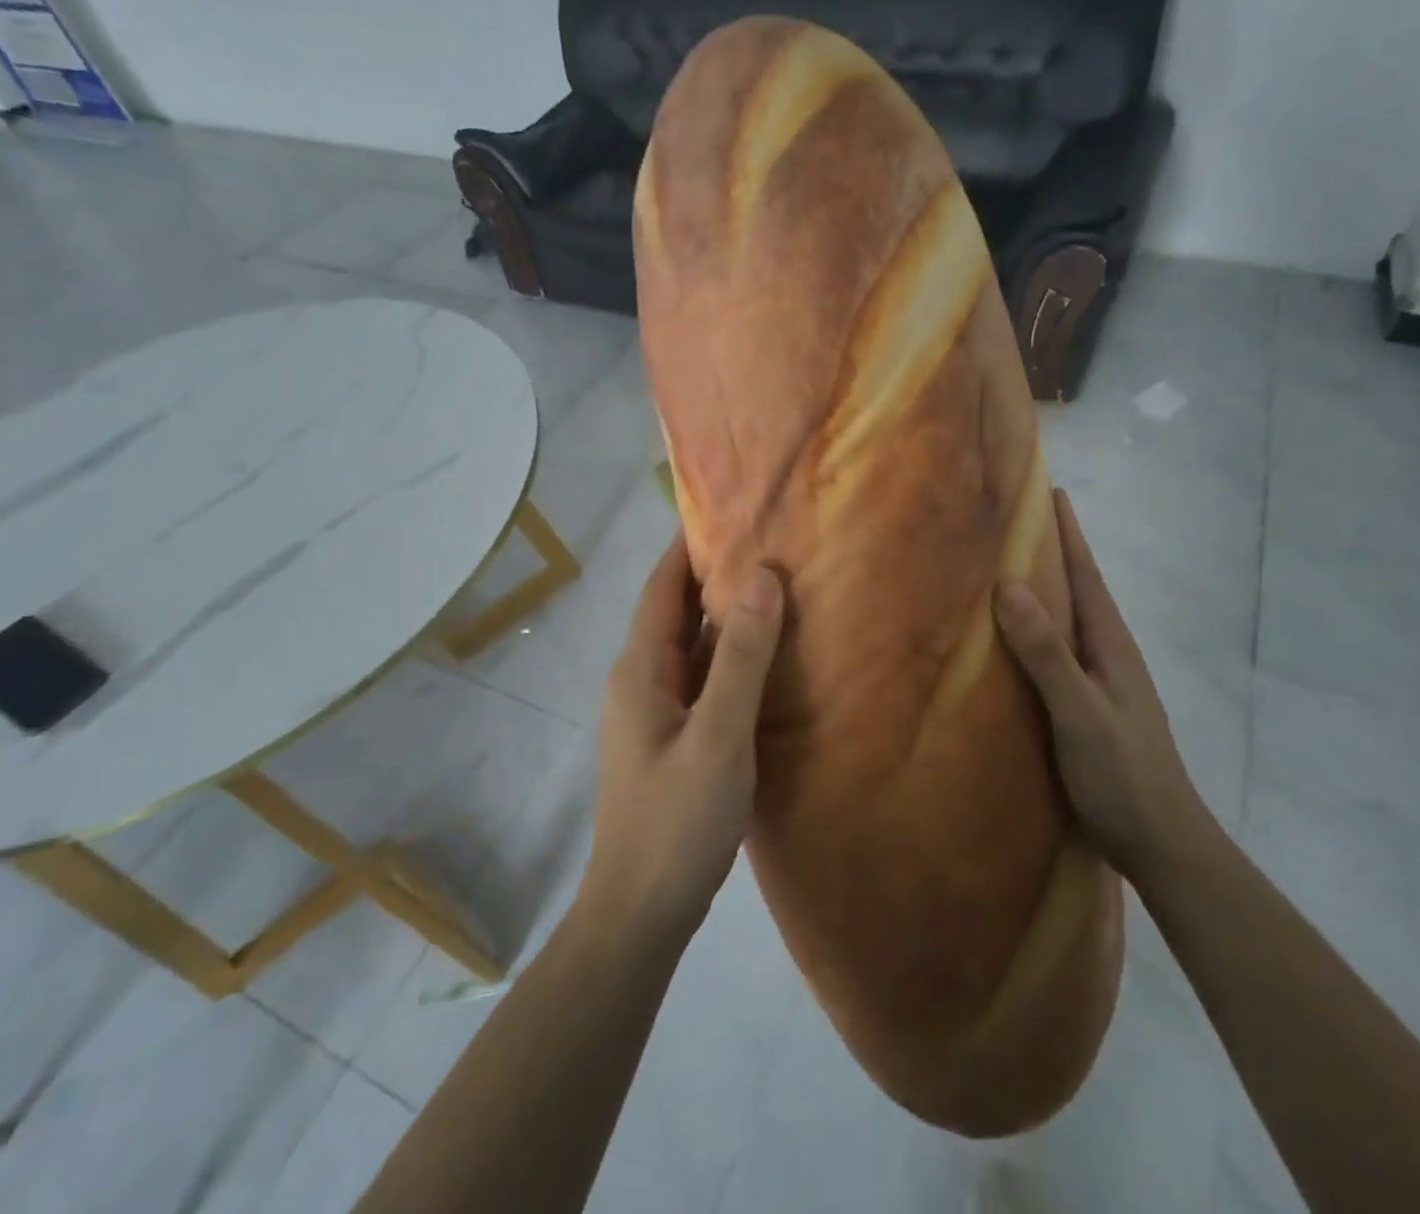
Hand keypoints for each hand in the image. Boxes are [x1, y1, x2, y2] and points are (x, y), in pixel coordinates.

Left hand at [581, 531, 783, 944]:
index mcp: (641, 669)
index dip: (691, 543)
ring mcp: (657, 711)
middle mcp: (642, 680)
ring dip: (728, 615)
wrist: (640, 913)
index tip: (733, 507)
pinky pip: (704, 678)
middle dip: (717, 573)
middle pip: (677, 610)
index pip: (662, 585)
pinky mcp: (675, 738)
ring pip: (693, 645)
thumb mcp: (718, 736)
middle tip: (771, 539)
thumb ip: (742, 659)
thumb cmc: (675, 821)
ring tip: (779, 584)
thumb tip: (762, 576)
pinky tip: (771, 656)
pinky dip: (732, 656)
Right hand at [995, 489, 1203, 877]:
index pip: (1086, 574)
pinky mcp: (1092, 707)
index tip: (1049, 489)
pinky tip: (1017, 641)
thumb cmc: (1122, 773)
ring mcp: (1104, 682)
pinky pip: (1062, 652)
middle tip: (1016, 521)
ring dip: (1046, 590)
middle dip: (1054, 551)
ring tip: (1008, 568)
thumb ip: (1047, 652)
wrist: (1163, 843)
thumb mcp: (1079, 711)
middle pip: (1080, 590)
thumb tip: (1009, 585)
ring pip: (1070, 622)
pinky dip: (1040, 631)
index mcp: (1111, 645)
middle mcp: (1110, 654)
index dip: (1068, 532)